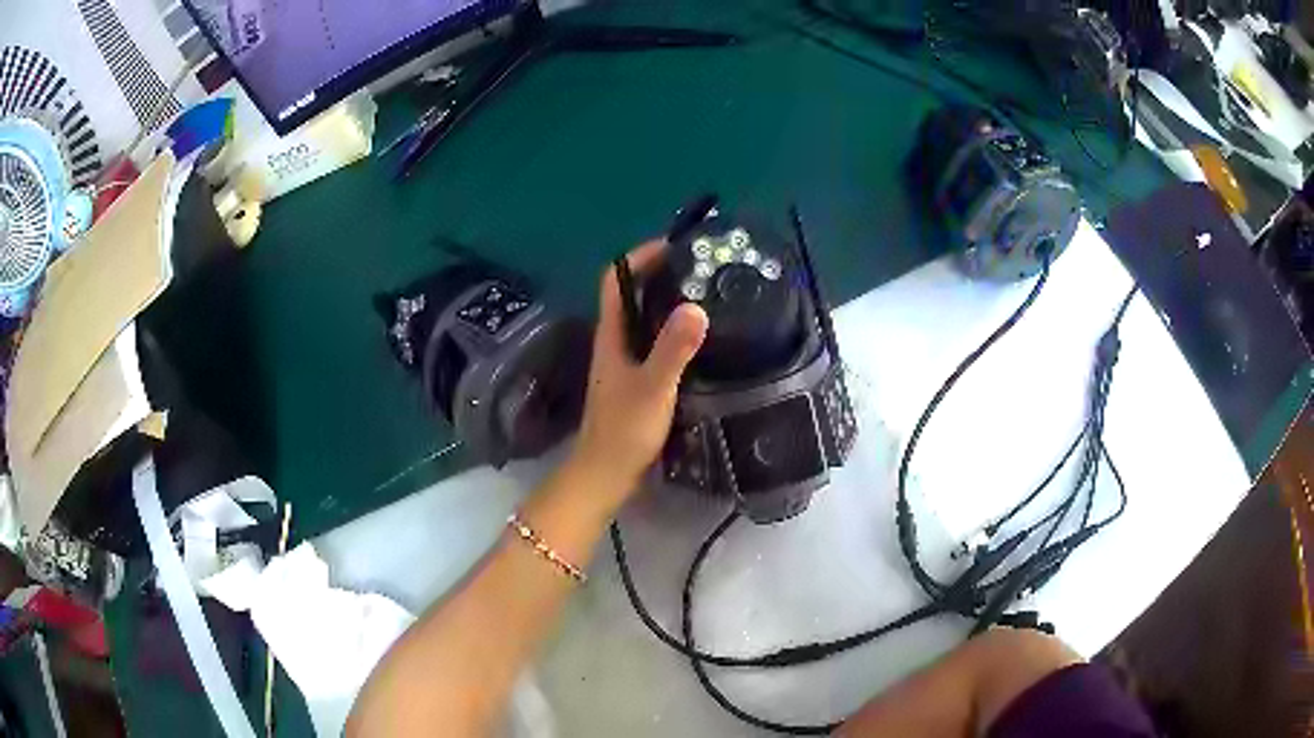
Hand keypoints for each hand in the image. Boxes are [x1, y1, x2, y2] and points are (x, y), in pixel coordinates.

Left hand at [568, 241, 708, 503]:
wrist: (606, 474)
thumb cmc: (624, 430)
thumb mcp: (653, 387)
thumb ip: (673, 349)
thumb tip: (696, 307)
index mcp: (612, 335)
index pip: (616, 280)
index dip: (639, 257)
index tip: (674, 246)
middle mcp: (615, 341)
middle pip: (632, 295)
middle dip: (661, 274)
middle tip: (701, 268)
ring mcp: (624, 362)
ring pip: (644, 319)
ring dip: (668, 302)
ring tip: (706, 294)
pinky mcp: (636, 380)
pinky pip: (654, 342)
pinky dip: (673, 331)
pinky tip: (699, 339)